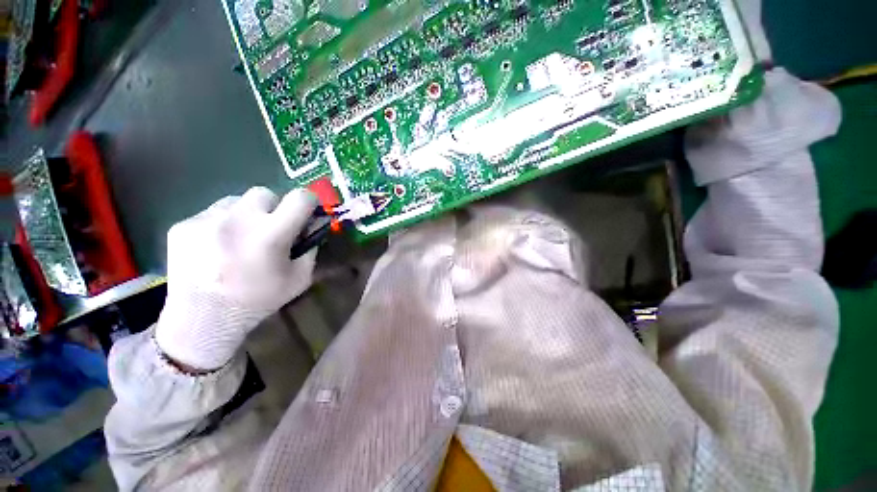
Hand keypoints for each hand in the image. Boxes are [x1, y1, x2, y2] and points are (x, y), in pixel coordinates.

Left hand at [155, 187, 317, 370]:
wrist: (201, 321)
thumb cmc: (258, 300)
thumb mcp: (299, 278)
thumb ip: (310, 249)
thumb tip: (310, 228)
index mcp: (271, 234)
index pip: (300, 198)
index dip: (308, 202)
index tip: (305, 212)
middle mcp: (238, 219)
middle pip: (265, 193)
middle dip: (273, 208)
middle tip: (269, 228)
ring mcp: (206, 220)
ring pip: (236, 201)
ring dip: (245, 215)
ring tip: (240, 239)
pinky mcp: (183, 225)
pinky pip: (211, 214)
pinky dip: (220, 225)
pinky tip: (216, 248)